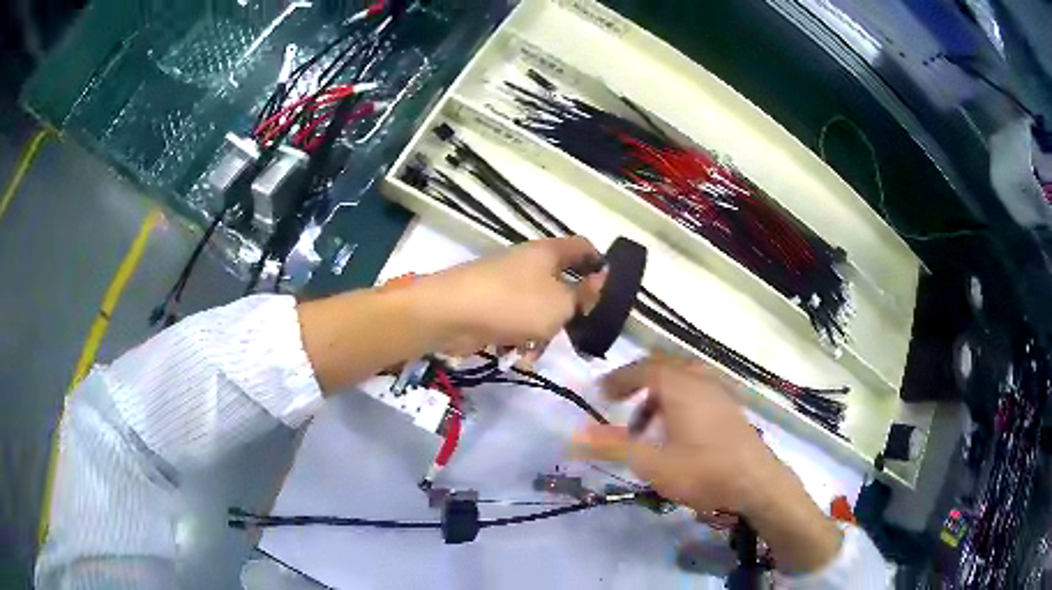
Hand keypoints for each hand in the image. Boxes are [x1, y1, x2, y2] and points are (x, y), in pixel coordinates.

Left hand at [413, 237, 604, 355]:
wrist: (450, 314)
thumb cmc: (513, 304)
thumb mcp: (560, 303)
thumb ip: (584, 296)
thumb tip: (600, 282)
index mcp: (548, 253)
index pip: (583, 247)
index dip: (600, 264)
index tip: (611, 290)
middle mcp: (529, 264)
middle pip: (561, 283)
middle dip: (569, 311)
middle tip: (577, 331)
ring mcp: (507, 285)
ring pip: (539, 309)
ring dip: (542, 332)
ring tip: (535, 349)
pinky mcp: (491, 306)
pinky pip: (516, 322)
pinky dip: (519, 338)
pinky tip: (515, 355)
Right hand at [572, 355, 842, 573]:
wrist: (756, 481)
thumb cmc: (703, 471)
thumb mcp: (652, 463)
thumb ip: (613, 446)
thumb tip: (575, 434)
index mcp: (679, 385)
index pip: (642, 369)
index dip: (618, 379)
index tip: (600, 394)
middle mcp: (700, 378)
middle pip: (663, 366)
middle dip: (637, 381)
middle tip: (619, 402)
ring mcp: (720, 389)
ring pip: (682, 376)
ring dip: (659, 392)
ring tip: (646, 424)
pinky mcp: (731, 404)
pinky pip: (698, 387)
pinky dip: (679, 397)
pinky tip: (678, 427)